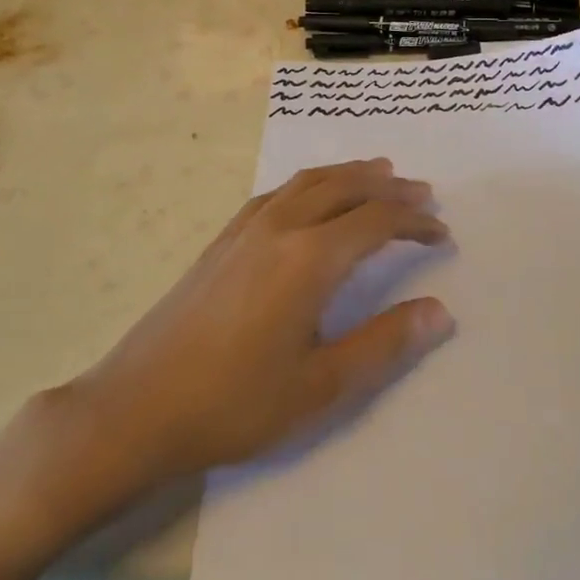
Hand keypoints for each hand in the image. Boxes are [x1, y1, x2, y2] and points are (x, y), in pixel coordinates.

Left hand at [69, 159, 454, 490]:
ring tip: (378, 172)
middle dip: (388, 186)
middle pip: (344, 188)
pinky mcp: (221, 240)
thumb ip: (383, 344)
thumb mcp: (320, 387)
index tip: (442, 234)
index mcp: (308, 259)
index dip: (414, 223)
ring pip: (307, 182)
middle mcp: (280, 228)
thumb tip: (439, 311)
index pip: (376, 222)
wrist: (137, 407)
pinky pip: (276, 193)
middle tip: (422, 192)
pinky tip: (309, 197)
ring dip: (348, 174)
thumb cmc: (234, 404)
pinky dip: (309, 183)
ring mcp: (245, 230)